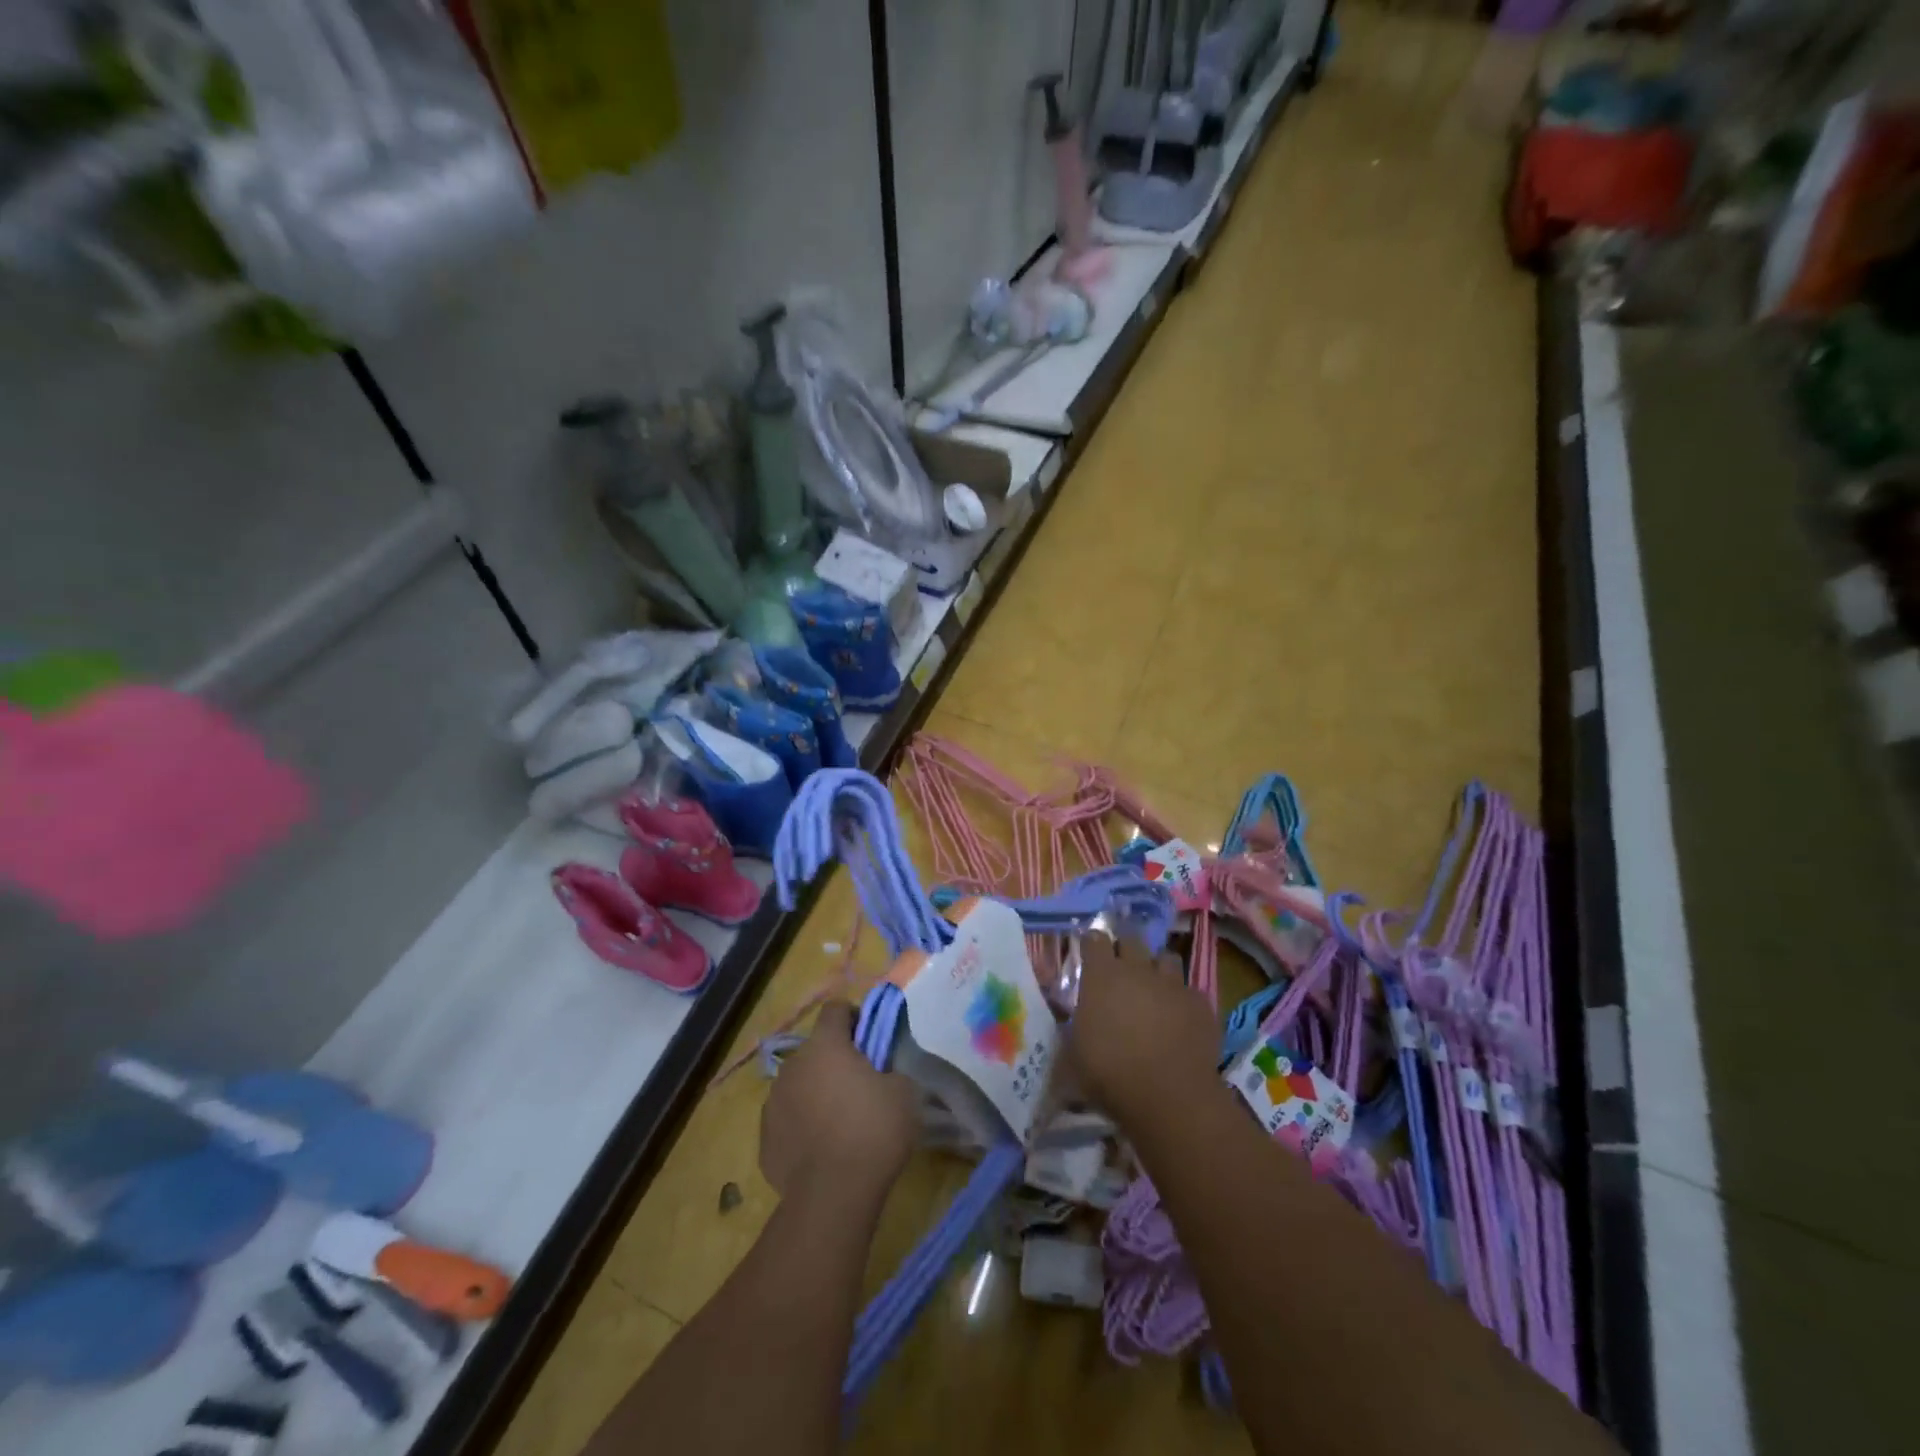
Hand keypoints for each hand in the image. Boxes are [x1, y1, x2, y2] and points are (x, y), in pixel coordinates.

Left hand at [760, 1001, 917, 1201]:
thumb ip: (890, 1071)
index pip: (835, 1008)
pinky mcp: (764, 1139)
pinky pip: (787, 1121)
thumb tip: (882, 1074)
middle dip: (835, 1061)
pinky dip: (802, 1127)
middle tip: (859, 1086)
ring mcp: (773, 1102)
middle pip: (815, 1050)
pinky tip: (821, 1149)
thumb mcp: (905, 1092)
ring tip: (839, 1122)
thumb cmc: (873, 1131)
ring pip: (798, 1085)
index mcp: (825, 1045)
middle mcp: (793, 1065)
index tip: (870, 1041)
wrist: (833, 1195)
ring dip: (815, 1093)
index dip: (854, 1018)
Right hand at [1064, 932, 1218, 1126]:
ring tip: (1155, 987)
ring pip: (1166, 958)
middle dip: (1126, 948)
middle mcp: (1137, 970)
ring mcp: (1172, 984)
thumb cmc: (1110, 1073)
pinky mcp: (1200, 1004)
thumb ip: (1072, 1032)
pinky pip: (1190, 991)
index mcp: (1102, 976)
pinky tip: (1181, 1019)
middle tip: (1122, 968)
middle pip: (1132, 939)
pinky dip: (1183, 1000)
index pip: (1095, 939)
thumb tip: (1070, 1031)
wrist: (1169, 1095)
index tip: (1090, 954)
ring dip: (1158, 968)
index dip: (1093, 944)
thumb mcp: (1073, 1056)